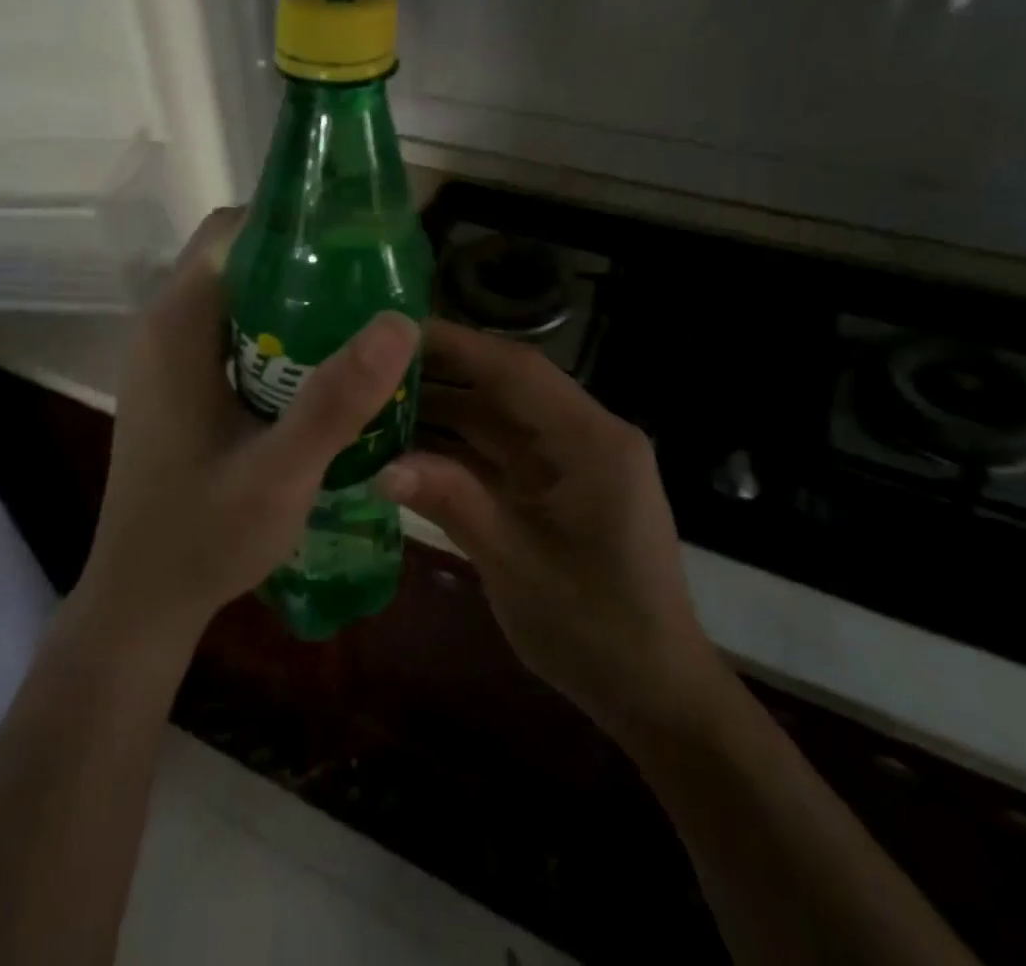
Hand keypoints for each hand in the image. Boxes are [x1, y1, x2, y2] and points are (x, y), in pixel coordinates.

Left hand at [76, 209, 418, 646]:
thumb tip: (400, 321)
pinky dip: (276, 332)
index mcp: (177, 327)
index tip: (356, 238)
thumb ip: (336, 400)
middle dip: (302, 261)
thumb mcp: (280, 472)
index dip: (292, 223)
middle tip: (370, 282)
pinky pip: (231, 332)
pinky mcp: (178, 386)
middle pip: (237, 260)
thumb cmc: (204, 536)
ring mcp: (168, 359)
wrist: (143, 600)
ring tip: (358, 317)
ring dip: (293, 299)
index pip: (231, 233)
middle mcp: (165, 328)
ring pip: (237, 297)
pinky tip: (320, 366)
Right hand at [380, 319, 724, 734]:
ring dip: (444, 411)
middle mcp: (585, 435)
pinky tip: (409, 447)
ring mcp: (572, 460)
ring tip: (376, 404)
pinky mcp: (558, 484)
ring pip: (498, 417)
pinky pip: (501, 451)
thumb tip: (383, 466)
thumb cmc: (595, 629)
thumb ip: (452, 502)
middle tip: (371, 367)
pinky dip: (458, 448)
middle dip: (440, 375)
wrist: (654, 693)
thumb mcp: (515, 565)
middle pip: (505, 387)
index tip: (394, 333)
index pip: (516, 370)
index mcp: (591, 442)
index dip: (455, 345)